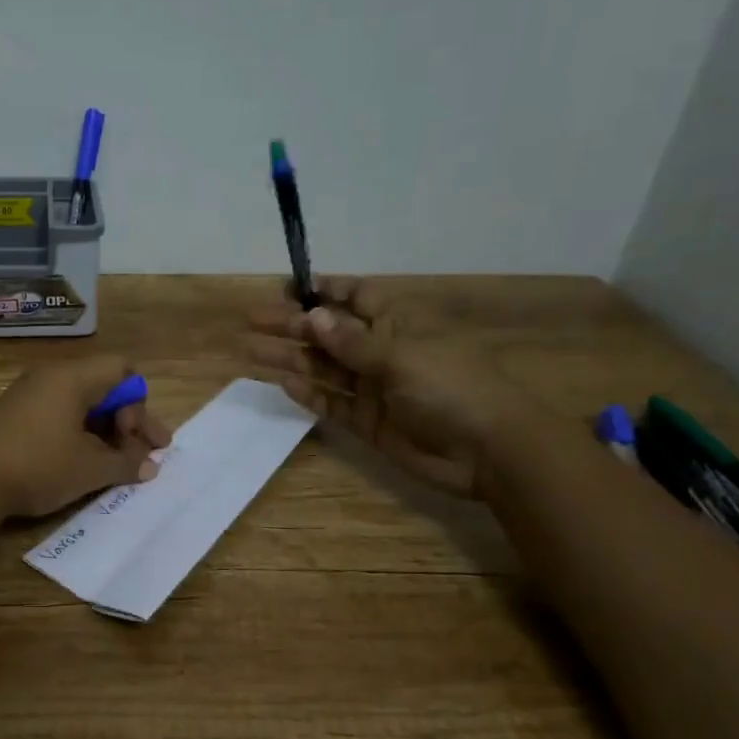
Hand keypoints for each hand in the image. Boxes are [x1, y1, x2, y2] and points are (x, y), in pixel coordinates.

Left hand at [0, 355, 171, 519]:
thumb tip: (150, 466)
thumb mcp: (89, 469)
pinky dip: (80, 435)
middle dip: (129, 422)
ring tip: (117, 465)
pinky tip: (84, 464)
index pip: (122, 370)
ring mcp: (29, 396)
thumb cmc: (37, 466)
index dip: (140, 404)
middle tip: (145, 456)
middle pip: (104, 387)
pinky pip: (60, 415)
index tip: (141, 439)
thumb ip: (126, 464)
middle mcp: (51, 378)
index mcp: (72, 378)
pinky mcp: (15, 417)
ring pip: (82, 405)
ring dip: (105, 432)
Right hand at [243, 277, 547, 498]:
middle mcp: (381, 350)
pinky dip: (308, 394)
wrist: (488, 451)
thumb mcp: (400, 356)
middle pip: (328, 333)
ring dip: (290, 358)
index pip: (354, 296)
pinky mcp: (368, 422)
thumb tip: (312, 317)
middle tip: (252, 321)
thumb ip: (351, 342)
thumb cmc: (451, 387)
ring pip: (323, 368)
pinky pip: (331, 403)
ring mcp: (373, 388)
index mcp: (397, 323)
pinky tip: (282, 384)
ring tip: (250, 352)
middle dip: (292, 325)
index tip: (286, 287)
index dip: (322, 290)